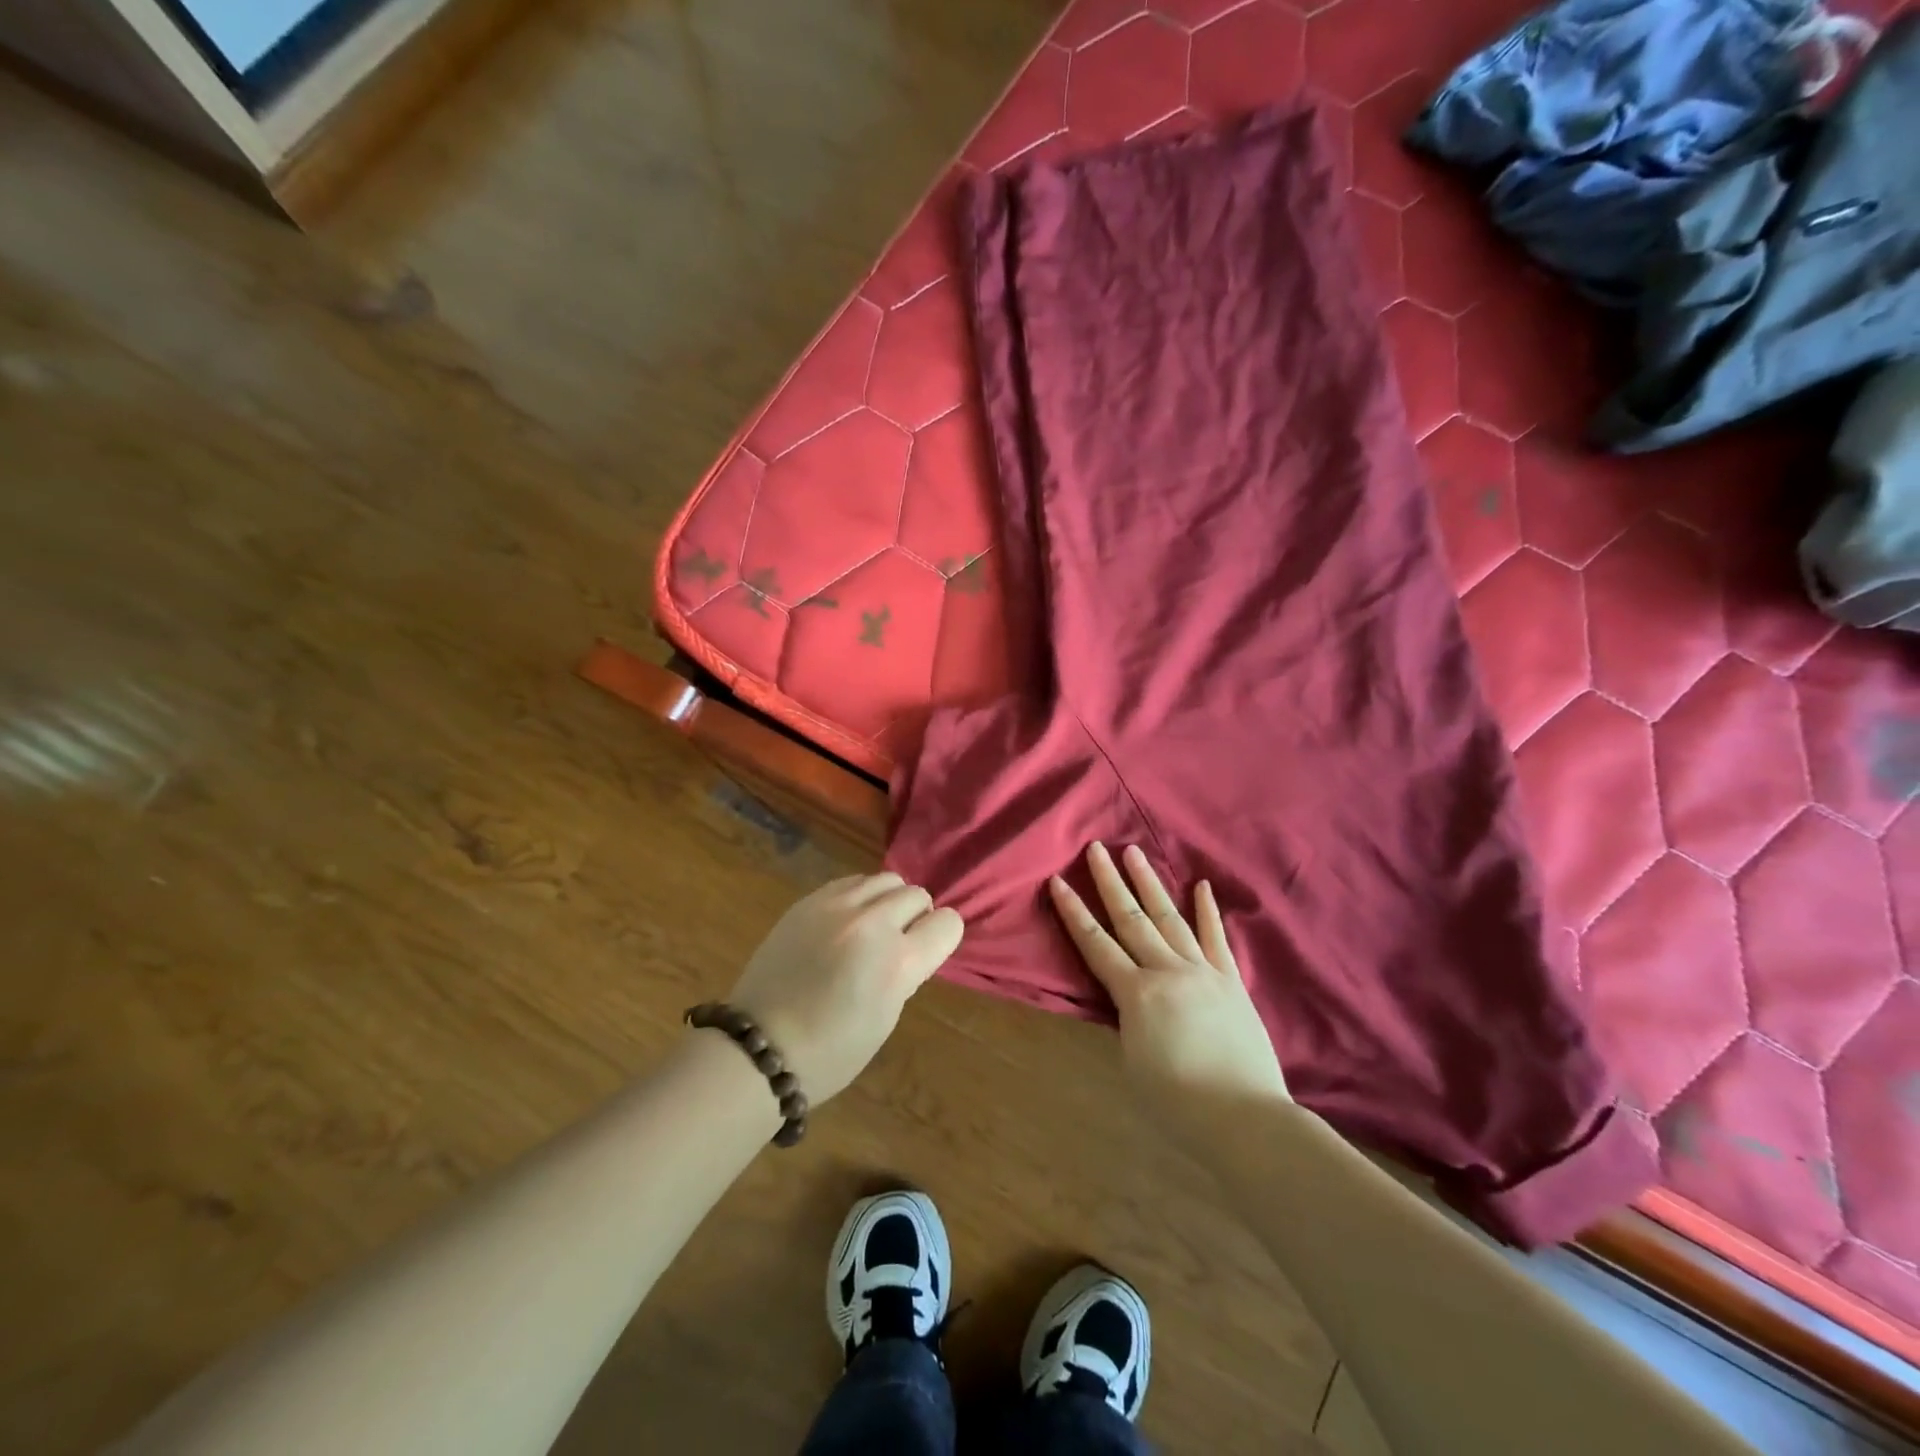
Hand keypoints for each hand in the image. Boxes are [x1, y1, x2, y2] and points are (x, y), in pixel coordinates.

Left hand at [727, 872, 962, 1102]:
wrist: (759, 1046)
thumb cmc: (831, 1051)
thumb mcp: (886, 1017)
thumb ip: (905, 972)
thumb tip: (910, 945)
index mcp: (897, 963)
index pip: (947, 924)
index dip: (943, 937)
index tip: (929, 950)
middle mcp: (871, 925)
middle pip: (917, 895)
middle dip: (916, 917)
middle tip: (899, 942)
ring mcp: (836, 907)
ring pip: (886, 879)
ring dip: (889, 900)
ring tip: (873, 926)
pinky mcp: (808, 901)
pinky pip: (851, 881)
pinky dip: (859, 896)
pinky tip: (846, 921)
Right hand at [1050, 843, 1288, 1122]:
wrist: (1244, 1118)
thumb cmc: (1177, 1102)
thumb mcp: (1131, 1062)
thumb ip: (1125, 1020)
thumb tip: (1125, 999)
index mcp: (1136, 994)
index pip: (1095, 944)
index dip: (1073, 913)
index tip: (1057, 881)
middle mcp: (1167, 972)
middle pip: (1131, 919)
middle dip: (1110, 882)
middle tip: (1096, 848)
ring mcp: (1203, 972)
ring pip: (1170, 918)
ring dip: (1150, 884)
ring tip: (1134, 853)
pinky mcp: (1231, 982)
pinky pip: (1216, 939)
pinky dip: (1207, 911)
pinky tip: (1201, 885)